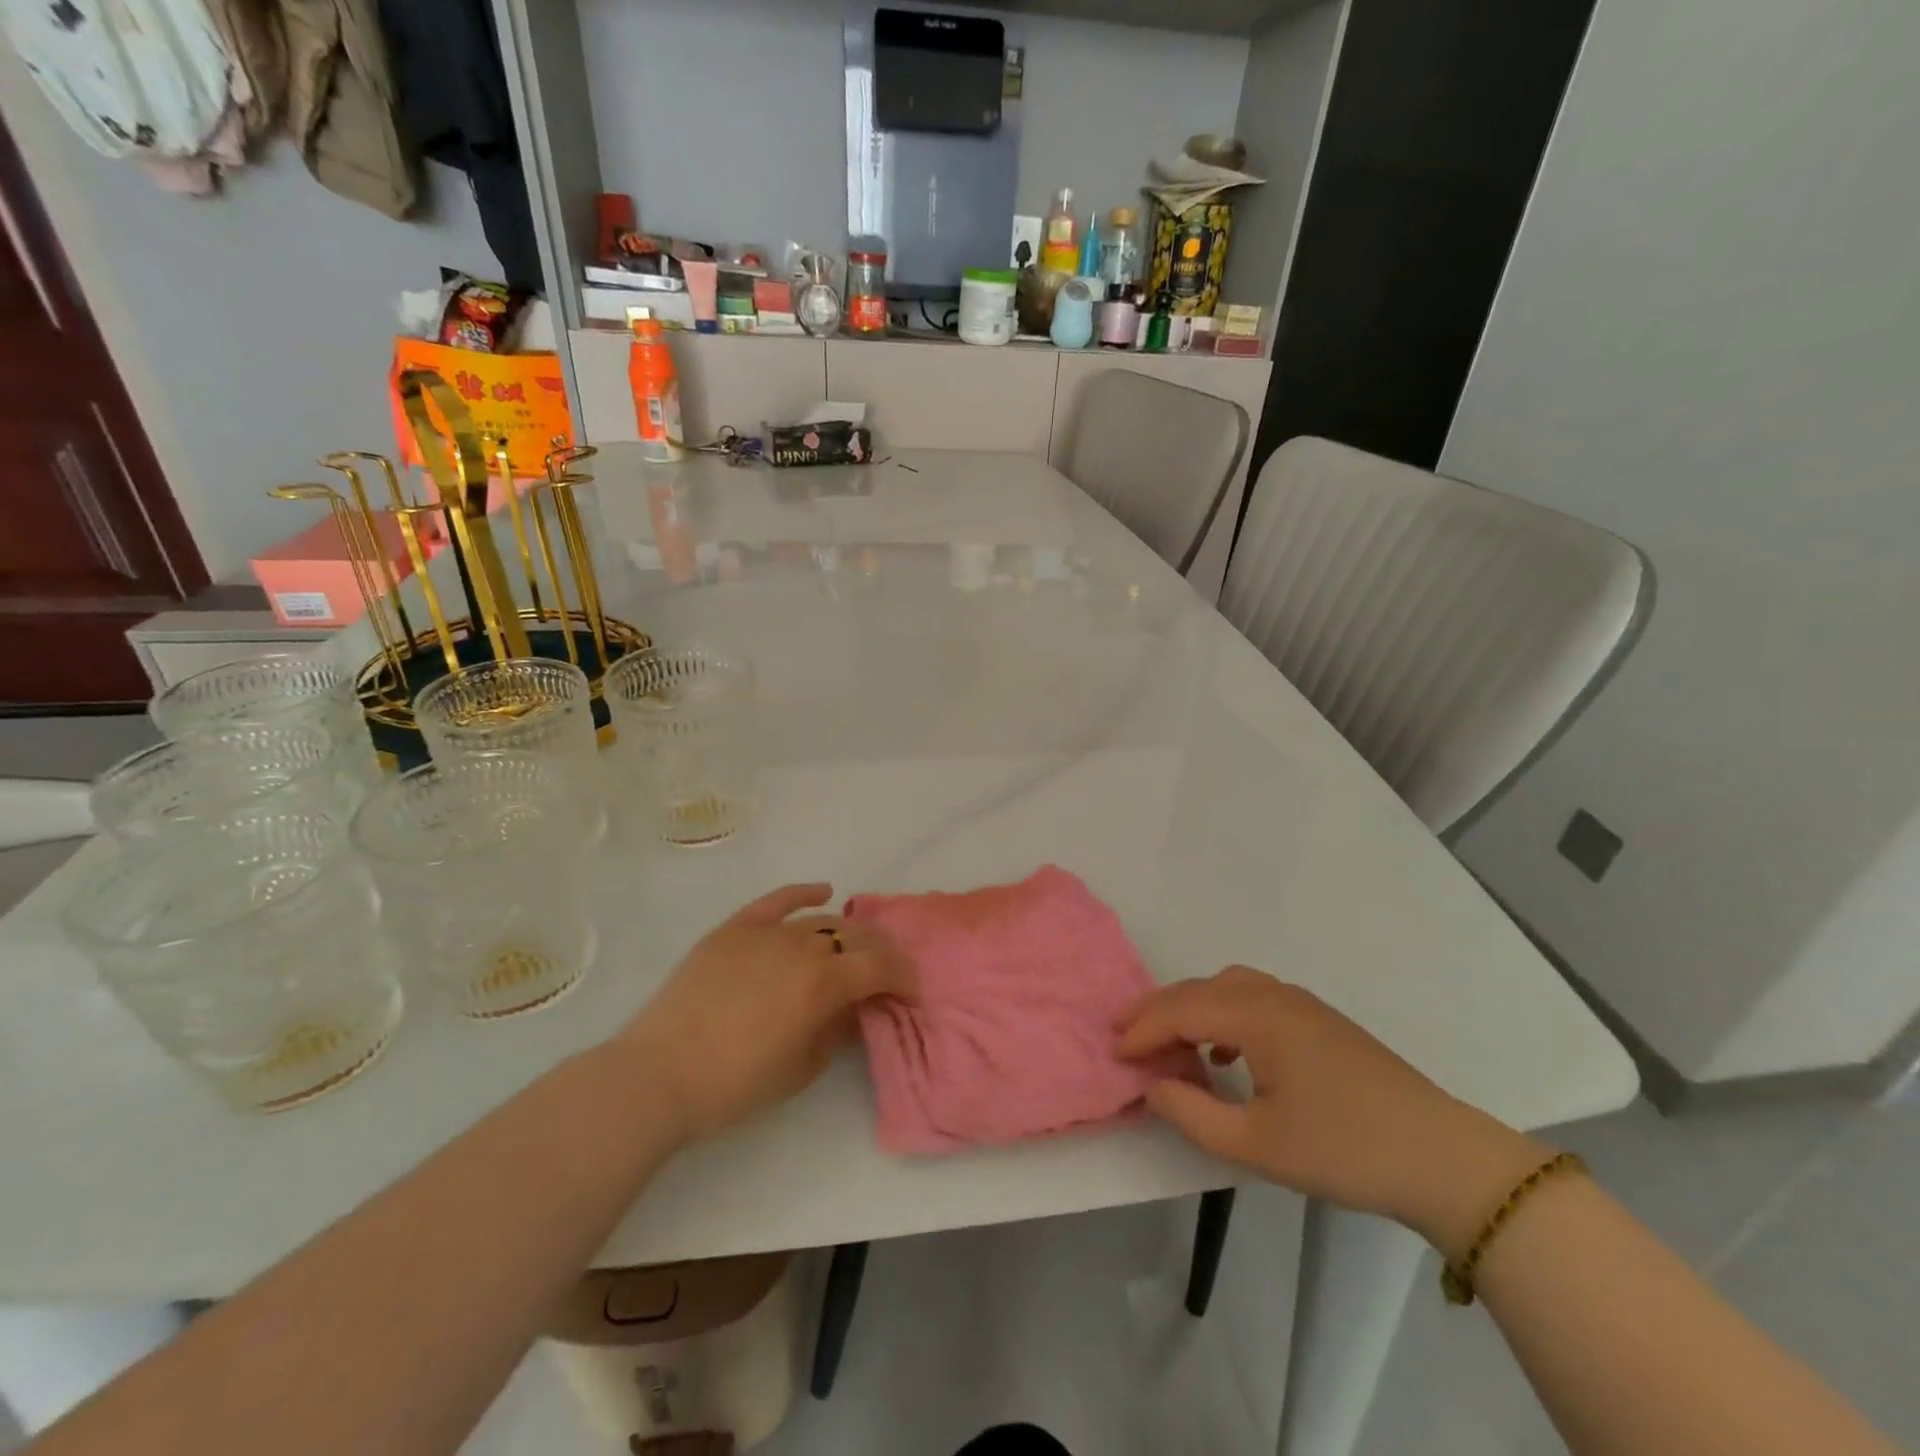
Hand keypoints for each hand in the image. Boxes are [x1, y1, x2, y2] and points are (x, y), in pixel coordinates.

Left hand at [617, 884, 917, 1144]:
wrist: (658, 1075)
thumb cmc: (735, 1084)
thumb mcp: (802, 1069)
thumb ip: (837, 1031)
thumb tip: (853, 1007)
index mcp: (824, 983)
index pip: (880, 966)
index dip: (903, 977)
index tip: (911, 992)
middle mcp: (802, 947)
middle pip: (856, 938)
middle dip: (881, 953)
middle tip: (887, 971)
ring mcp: (766, 932)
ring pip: (821, 921)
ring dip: (847, 932)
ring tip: (855, 945)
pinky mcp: (735, 929)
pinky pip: (777, 901)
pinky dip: (802, 893)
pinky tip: (823, 891)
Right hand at [1116, 967, 1549, 1257]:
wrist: (1442, 1157)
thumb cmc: (1343, 1149)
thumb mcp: (1256, 1145)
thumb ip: (1193, 1113)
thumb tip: (1154, 1085)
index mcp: (1256, 1015)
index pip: (1180, 1010)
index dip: (1142, 1030)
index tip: (1112, 1053)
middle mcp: (1274, 995)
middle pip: (1199, 989)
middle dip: (1157, 1010)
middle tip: (1123, 1034)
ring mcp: (1301, 1003)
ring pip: (1226, 987)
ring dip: (1189, 1007)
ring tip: (1167, 1039)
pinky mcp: (1320, 1020)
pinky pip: (1253, 998)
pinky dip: (1223, 1012)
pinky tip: (1226, 1050)